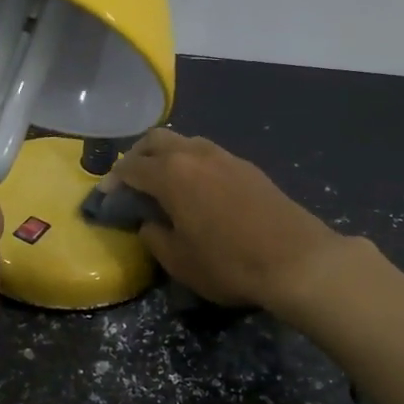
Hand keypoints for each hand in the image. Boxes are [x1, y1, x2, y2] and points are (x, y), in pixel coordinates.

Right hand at [110, 130, 346, 311]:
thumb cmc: (230, 263)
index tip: (105, 197)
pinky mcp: (247, 167)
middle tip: (130, 182)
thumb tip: (150, 223)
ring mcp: (225, 156)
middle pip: (156, 140)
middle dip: (137, 156)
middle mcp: (195, 155)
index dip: (112, 182)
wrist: (298, 260)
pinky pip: (207, 154)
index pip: (130, 168)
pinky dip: (191, 163)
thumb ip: (155, 237)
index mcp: (171, 174)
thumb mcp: (179, 261)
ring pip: (185, 142)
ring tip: (163, 183)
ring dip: (166, 156)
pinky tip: (196, 188)